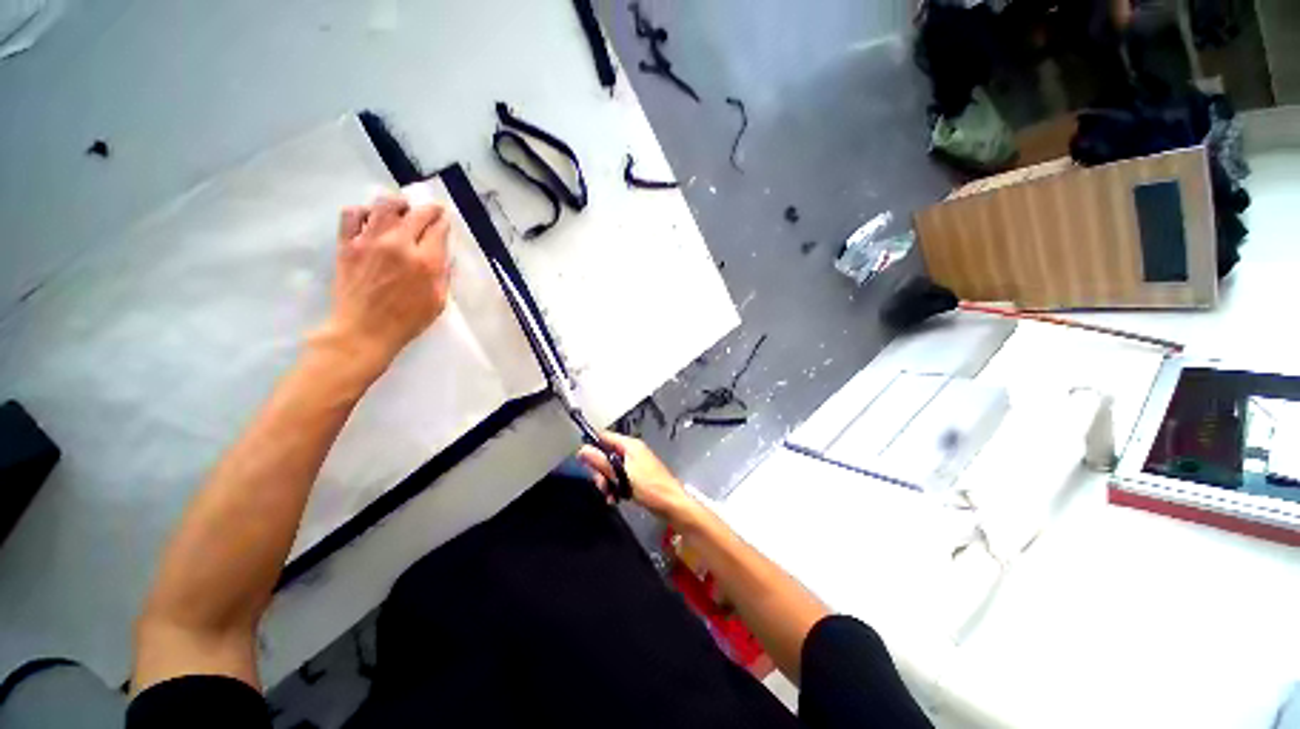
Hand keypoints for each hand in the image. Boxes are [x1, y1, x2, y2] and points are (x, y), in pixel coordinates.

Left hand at [313, 195, 451, 375]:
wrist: (363, 330)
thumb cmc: (407, 320)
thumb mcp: (438, 301)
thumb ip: (443, 274)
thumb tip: (444, 254)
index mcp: (426, 262)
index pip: (438, 229)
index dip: (443, 222)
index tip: (445, 221)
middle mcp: (399, 245)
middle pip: (416, 214)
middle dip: (429, 209)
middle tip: (432, 211)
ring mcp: (370, 242)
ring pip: (384, 206)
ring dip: (398, 203)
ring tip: (402, 208)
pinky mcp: (347, 244)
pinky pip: (352, 214)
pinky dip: (363, 210)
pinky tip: (371, 218)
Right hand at [578, 432, 701, 526]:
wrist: (671, 504)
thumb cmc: (649, 487)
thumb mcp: (621, 475)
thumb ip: (601, 462)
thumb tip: (582, 450)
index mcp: (630, 445)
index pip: (604, 436)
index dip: (592, 446)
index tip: (583, 461)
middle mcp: (632, 451)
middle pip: (606, 454)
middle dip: (600, 471)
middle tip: (602, 485)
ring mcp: (635, 463)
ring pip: (611, 468)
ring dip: (607, 482)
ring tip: (610, 495)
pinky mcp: (636, 476)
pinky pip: (619, 477)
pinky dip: (615, 487)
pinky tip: (615, 498)